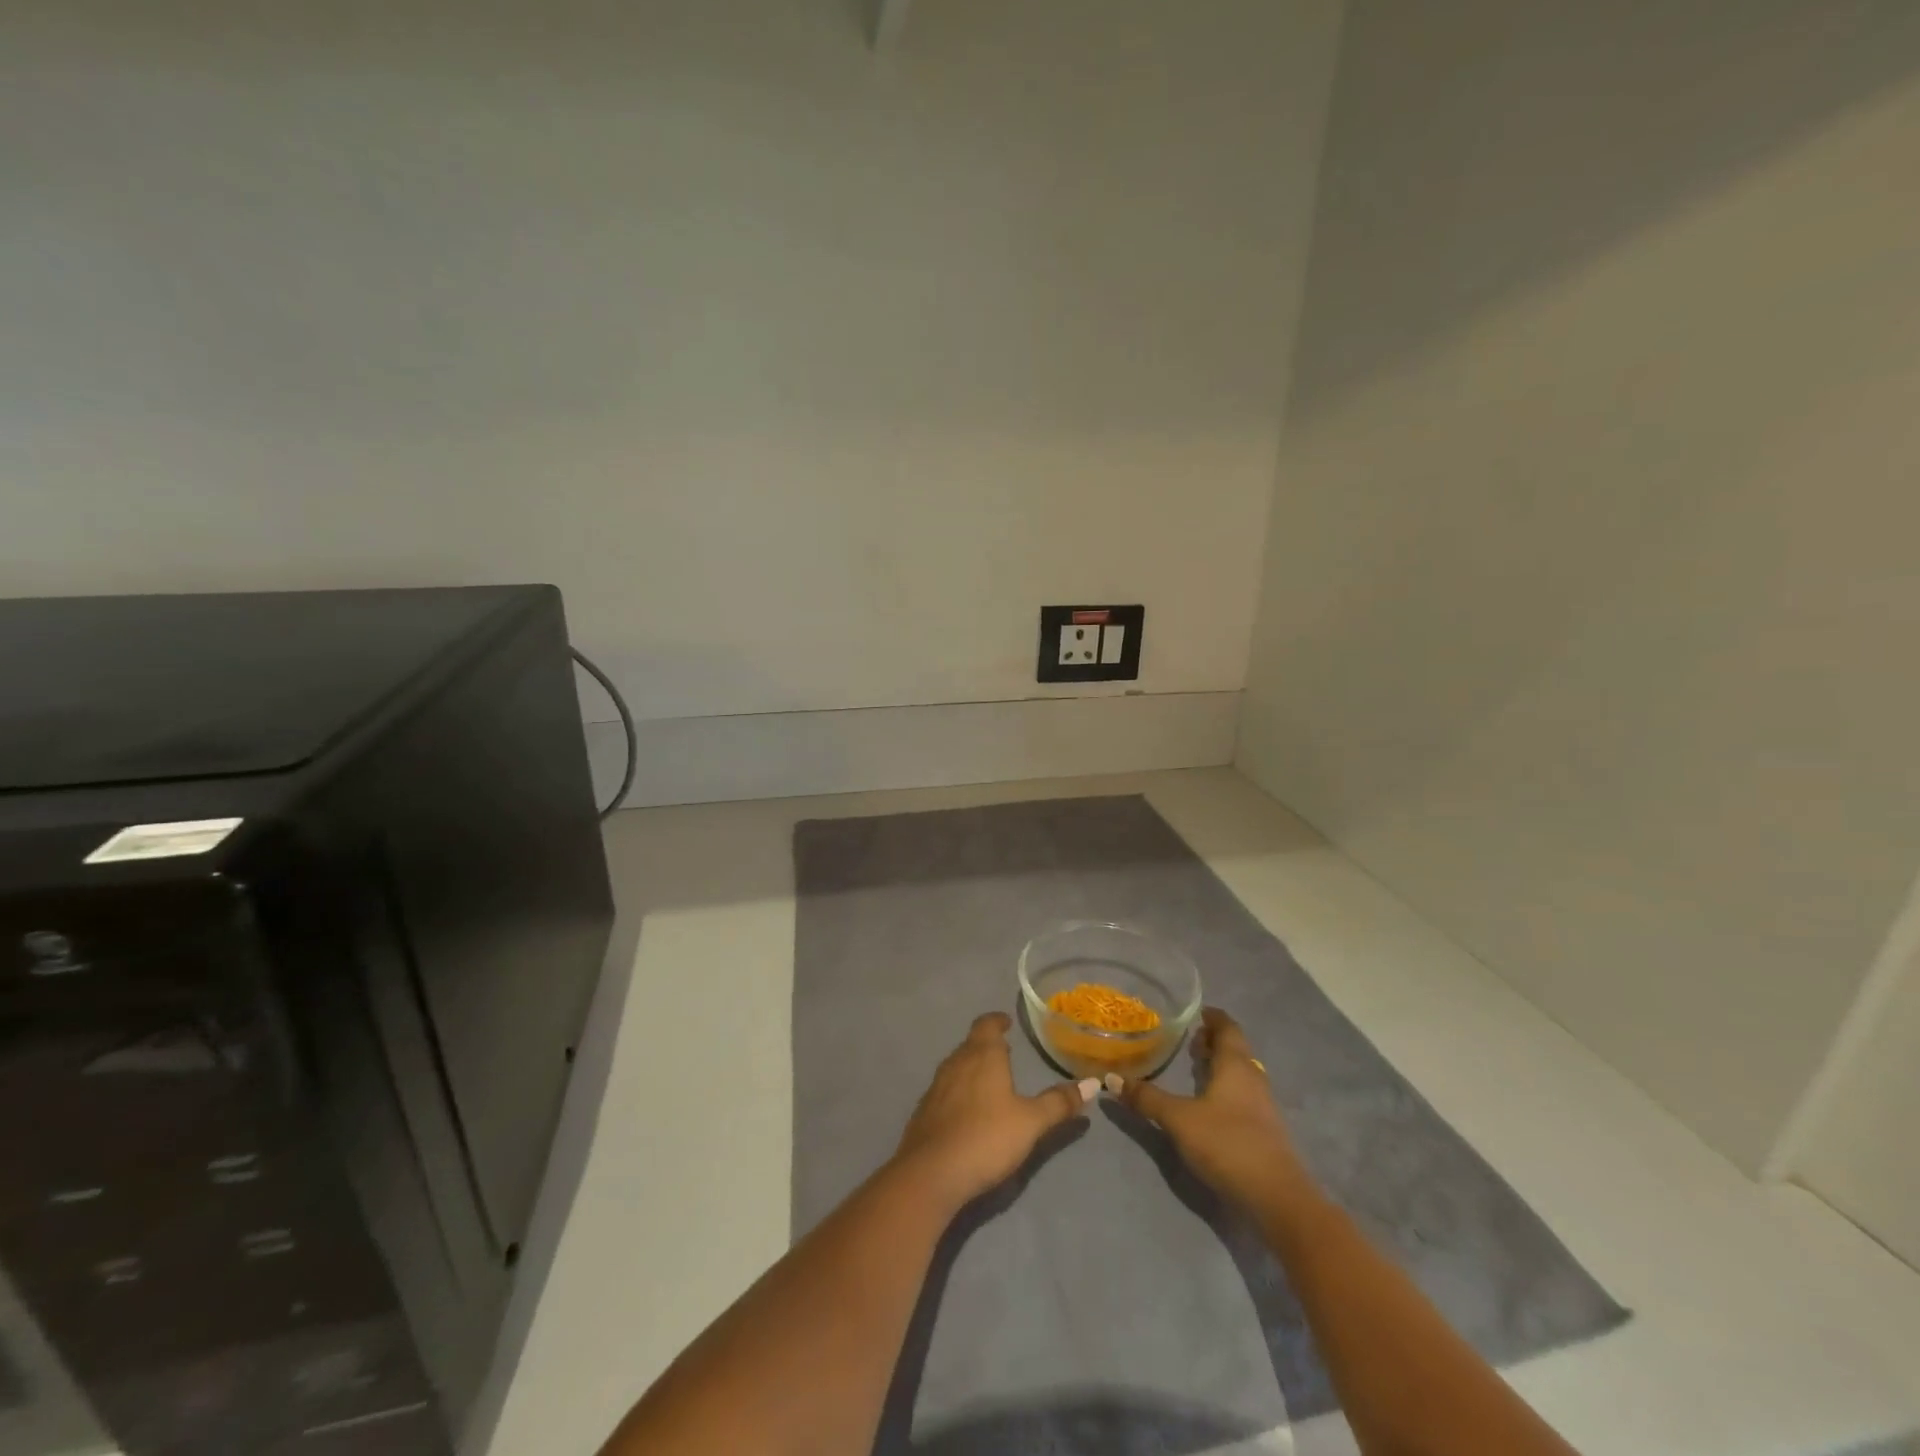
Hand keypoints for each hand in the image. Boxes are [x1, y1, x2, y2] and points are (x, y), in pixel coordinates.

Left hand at [893, 1012, 1095, 1209]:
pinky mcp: (925, 1110)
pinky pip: (946, 1089)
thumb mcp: (1031, 1122)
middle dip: (987, 1045)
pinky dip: (959, 1090)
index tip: (1007, 1023)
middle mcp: (956, 1062)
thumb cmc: (986, 1137)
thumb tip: (1092, 1083)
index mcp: (982, 1055)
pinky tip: (968, 1110)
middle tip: (1005, 1053)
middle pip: (971, 1044)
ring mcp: (937, 1086)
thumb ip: (1059, 1103)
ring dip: (972, 1067)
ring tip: (990, 1079)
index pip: (987, 1024)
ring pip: (957, 1065)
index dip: (997, 1021)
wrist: (932, 1172)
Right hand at [1110, 1007, 1312, 1213]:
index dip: (1214, 1017)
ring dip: (1221, 1065)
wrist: (1277, 1198)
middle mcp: (1252, 1078)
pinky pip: (1243, 1094)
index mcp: (1235, 1065)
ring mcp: (1262, 1105)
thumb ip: (1147, 1099)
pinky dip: (1226, 1088)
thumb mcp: (1179, 1119)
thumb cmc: (1227, 1143)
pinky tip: (1210, 1102)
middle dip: (1214, 1041)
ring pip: (1240, 1072)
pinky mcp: (1265, 1130)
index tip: (1198, 1011)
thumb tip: (1110, 1079)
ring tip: (1196, 1066)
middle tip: (1190, 1037)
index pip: (1228, 1028)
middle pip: (1235, 1049)